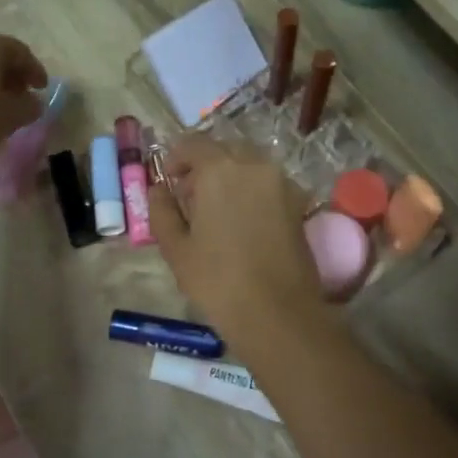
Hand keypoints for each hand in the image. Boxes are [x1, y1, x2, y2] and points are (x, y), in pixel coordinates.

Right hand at [148, 137, 325, 338]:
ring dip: (229, 177)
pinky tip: (241, 222)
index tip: (167, 181)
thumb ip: (162, 211)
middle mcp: (254, 165)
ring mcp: (281, 183)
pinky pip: (267, 184)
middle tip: (189, 197)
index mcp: (220, 169)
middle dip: (204, 166)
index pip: (193, 145)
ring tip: (216, 211)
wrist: (277, 312)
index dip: (175, 159)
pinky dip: (251, 191)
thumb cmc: (217, 280)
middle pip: (224, 151)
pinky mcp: (298, 203)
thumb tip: (158, 190)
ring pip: (249, 165)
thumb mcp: (176, 248)